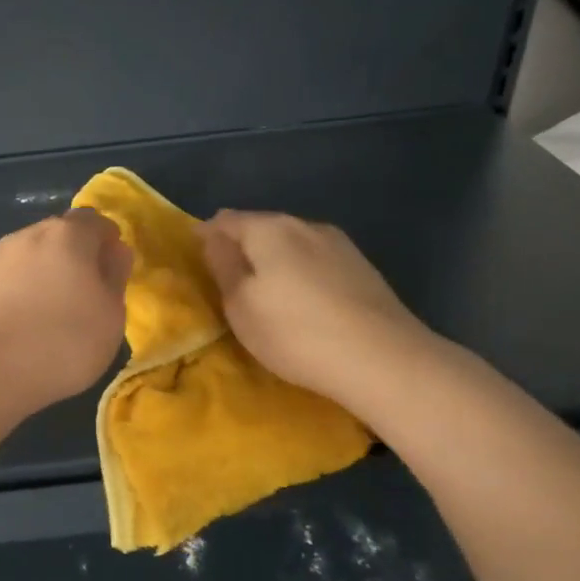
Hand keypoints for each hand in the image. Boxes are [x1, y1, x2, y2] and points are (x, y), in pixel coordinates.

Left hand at [0, 209, 132, 414]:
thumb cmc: (62, 341)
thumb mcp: (110, 315)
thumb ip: (114, 277)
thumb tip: (114, 252)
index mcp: (67, 234)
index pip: (96, 221)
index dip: (108, 241)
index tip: (114, 270)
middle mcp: (27, 236)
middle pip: (59, 236)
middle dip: (74, 256)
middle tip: (86, 294)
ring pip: (29, 258)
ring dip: (43, 275)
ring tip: (51, 313)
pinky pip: (5, 282)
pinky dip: (17, 294)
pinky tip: (20, 326)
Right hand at [200, 210, 432, 411]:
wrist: (384, 360)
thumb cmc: (295, 332)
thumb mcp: (241, 305)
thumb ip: (223, 266)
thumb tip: (213, 237)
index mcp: (270, 229)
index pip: (225, 221)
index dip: (206, 236)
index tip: (195, 257)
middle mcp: (305, 225)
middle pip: (261, 228)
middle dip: (242, 247)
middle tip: (227, 277)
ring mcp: (339, 245)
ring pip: (292, 244)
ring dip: (273, 260)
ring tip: (264, 290)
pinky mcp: (363, 269)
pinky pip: (316, 262)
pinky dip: (299, 273)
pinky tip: (302, 299)